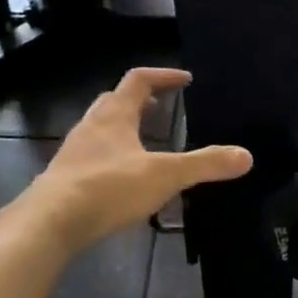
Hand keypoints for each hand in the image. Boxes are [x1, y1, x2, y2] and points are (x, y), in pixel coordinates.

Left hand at [23, 68, 251, 252]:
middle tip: (160, 108)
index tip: (184, 80)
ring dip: (122, 130)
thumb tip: (245, 156)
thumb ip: (204, 165)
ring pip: (100, 130)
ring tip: (145, 143)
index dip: (163, 76)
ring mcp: (74, 152)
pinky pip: (92, 158)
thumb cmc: (109, 188)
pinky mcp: (66, 178)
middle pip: (114, 101)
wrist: (52, 221)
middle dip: (138, 101)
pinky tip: (123, 180)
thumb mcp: (165, 175)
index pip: (139, 80)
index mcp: (115, 115)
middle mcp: (91, 126)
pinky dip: (111, 158)